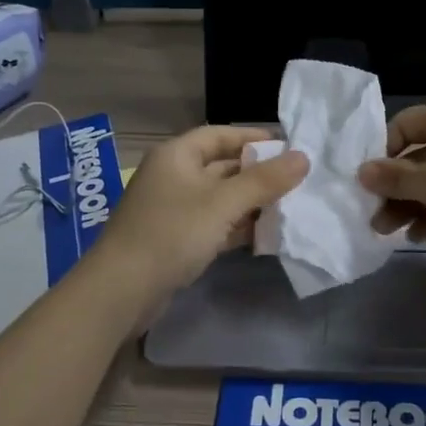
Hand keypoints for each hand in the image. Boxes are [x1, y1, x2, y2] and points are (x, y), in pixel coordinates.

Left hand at [87, 126, 307, 300]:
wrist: (122, 290)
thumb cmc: (172, 233)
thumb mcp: (222, 204)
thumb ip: (264, 181)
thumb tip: (303, 157)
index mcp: (177, 155)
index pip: (220, 135)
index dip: (254, 138)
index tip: (288, 148)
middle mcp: (173, 176)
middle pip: (222, 167)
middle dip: (258, 175)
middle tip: (296, 182)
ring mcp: (172, 210)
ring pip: (219, 198)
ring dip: (250, 203)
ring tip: (289, 209)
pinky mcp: (175, 240)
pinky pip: (213, 224)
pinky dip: (236, 227)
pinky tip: (264, 236)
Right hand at [357, 101, 425, 277]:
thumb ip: (393, 177)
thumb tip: (362, 171)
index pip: (404, 124)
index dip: (382, 151)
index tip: (368, 180)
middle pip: (417, 157)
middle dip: (393, 187)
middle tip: (372, 215)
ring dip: (408, 205)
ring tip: (387, 232)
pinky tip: (417, 237)